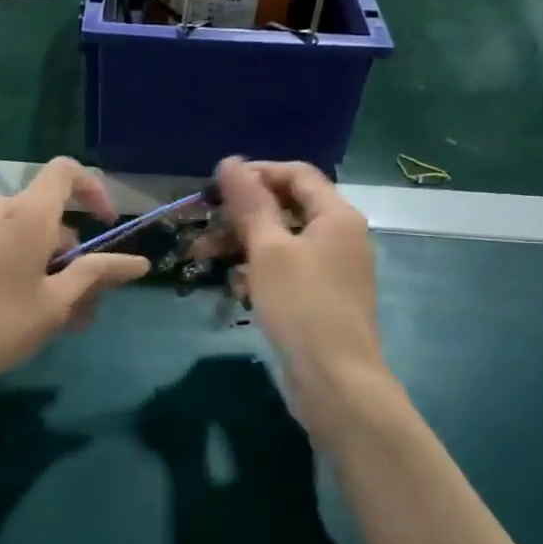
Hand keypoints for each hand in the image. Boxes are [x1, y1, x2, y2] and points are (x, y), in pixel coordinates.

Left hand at [0, 158, 148, 417]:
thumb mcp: (54, 304)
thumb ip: (96, 276)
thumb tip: (140, 263)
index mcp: (28, 212)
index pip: (67, 171)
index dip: (94, 190)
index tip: (108, 225)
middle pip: (50, 217)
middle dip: (75, 257)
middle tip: (86, 309)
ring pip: (27, 239)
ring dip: (50, 272)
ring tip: (58, 323)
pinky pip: (1, 247)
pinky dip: (22, 271)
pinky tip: (23, 316)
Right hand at [213, 157, 390, 435]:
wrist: (335, 382)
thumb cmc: (301, 306)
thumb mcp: (268, 249)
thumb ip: (249, 203)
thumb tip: (230, 161)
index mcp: (337, 215)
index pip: (295, 174)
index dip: (256, 173)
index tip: (215, 187)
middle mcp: (340, 235)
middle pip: (286, 207)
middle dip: (241, 214)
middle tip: (202, 225)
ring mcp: (333, 269)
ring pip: (282, 241)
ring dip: (243, 244)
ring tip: (203, 257)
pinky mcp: (321, 297)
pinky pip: (287, 270)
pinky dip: (259, 271)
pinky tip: (235, 288)